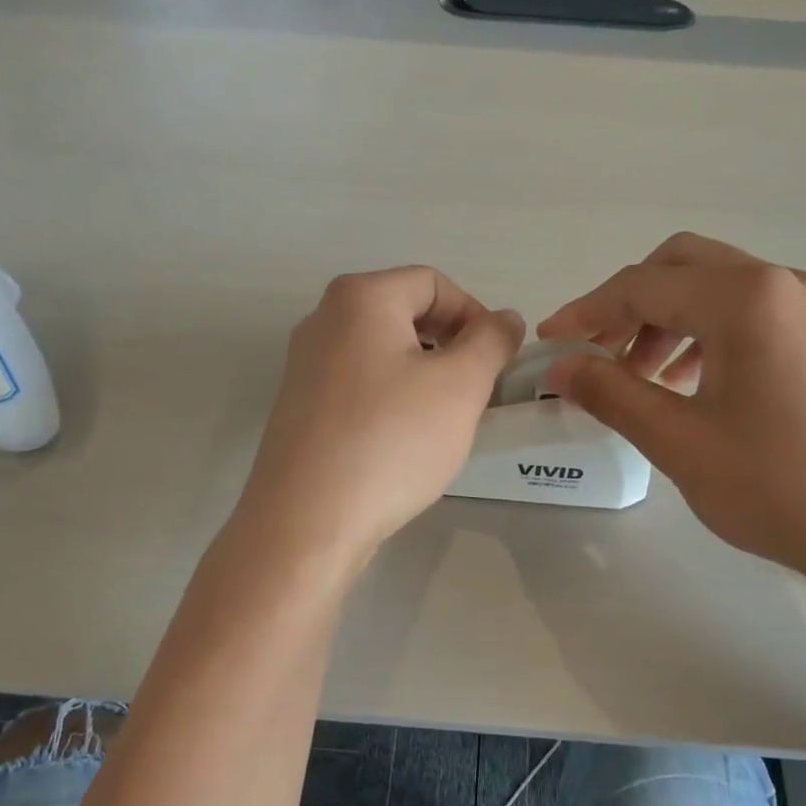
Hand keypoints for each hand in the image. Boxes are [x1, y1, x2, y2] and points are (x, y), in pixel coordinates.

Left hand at [238, 268, 522, 566]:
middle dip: (451, 347)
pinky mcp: (300, 408)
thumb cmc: (391, 441)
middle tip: (475, 393)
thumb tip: (504, 319)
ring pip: (384, 354)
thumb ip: (492, 341)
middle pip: (406, 314)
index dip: (476, 315)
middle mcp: (323, 321)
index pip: (434, 283)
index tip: (496, 362)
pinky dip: (392, 400)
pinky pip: (360, 386)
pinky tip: (404, 442)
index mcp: (360, 298)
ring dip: (425, 377)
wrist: (308, 522)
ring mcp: (305, 366)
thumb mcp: (461, 386)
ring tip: (444, 422)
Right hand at [538, 233, 805, 598]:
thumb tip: (558, 367)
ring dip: (666, 319)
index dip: (586, 312)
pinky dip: (705, 333)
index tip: (548, 344)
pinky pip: (749, 312)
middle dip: (627, 305)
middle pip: (681, 266)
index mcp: (746, 300)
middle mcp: (782, 283)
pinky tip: (689, 384)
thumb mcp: (679, 443)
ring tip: (639, 377)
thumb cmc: (779, 489)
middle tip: (595, 354)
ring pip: (716, 287)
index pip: (643, 285)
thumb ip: (611, 394)